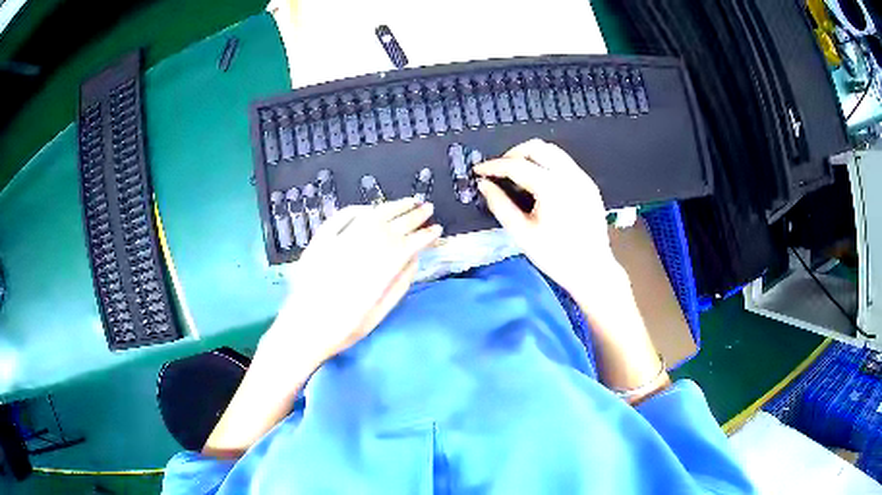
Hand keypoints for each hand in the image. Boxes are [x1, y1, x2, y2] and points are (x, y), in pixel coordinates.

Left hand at [258, 199, 442, 375]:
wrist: (302, 330)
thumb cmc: (342, 329)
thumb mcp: (376, 316)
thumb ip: (397, 287)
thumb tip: (414, 260)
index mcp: (375, 273)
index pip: (406, 246)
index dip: (423, 236)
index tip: (436, 230)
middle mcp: (358, 252)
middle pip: (390, 227)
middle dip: (412, 216)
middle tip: (427, 207)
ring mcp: (336, 244)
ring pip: (369, 217)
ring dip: (391, 207)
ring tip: (407, 201)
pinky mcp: (319, 242)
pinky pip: (340, 218)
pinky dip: (357, 209)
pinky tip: (371, 208)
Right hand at [475, 139, 615, 294]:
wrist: (592, 270)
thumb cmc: (555, 256)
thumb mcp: (521, 233)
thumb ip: (500, 205)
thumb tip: (484, 185)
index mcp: (552, 188)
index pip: (517, 165)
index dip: (494, 166)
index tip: (479, 170)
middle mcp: (569, 175)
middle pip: (537, 147)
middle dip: (514, 154)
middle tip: (500, 171)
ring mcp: (582, 178)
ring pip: (553, 151)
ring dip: (531, 156)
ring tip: (517, 174)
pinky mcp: (589, 185)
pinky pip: (565, 163)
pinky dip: (547, 164)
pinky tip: (540, 183)